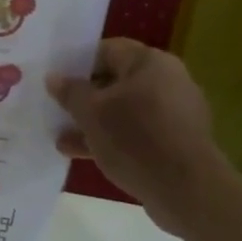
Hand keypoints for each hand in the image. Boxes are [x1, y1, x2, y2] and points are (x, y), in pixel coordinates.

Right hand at [49, 39, 229, 236]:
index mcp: (150, 62)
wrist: (187, 190)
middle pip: (116, 81)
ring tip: (63, 139)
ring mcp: (176, 113)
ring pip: (125, 110)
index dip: (78, 63)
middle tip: (57, 109)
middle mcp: (168, 80)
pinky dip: (114, 139)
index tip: (56, 81)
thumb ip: (70, 92)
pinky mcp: (178, 141)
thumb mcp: (91, 113)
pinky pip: (138, 132)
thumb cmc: (135, 138)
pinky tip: (86, 155)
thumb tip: (54, 77)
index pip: (107, 50)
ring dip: (95, 122)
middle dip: (85, 97)